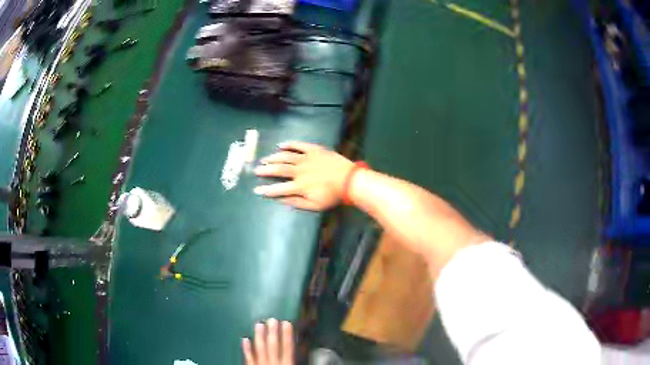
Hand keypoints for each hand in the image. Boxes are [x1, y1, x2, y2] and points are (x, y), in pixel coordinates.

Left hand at [242, 319, 293, 364]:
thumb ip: (294, 361)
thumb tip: (301, 351)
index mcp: (286, 364)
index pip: (287, 347)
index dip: (287, 335)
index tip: (286, 323)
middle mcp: (273, 363)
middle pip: (273, 346)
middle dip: (273, 333)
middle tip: (272, 320)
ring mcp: (261, 364)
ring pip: (260, 349)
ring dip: (259, 336)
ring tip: (259, 324)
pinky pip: (249, 357)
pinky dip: (247, 348)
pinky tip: (245, 339)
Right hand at [254, 142, 353, 210]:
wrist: (349, 180)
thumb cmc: (332, 196)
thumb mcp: (314, 206)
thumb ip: (296, 203)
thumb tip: (280, 200)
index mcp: (299, 186)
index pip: (278, 188)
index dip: (266, 190)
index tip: (256, 190)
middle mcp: (299, 170)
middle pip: (278, 169)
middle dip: (265, 170)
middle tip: (256, 170)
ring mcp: (306, 158)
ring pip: (285, 156)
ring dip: (273, 158)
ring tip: (264, 159)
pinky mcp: (313, 149)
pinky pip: (298, 145)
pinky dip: (288, 144)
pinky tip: (280, 145)